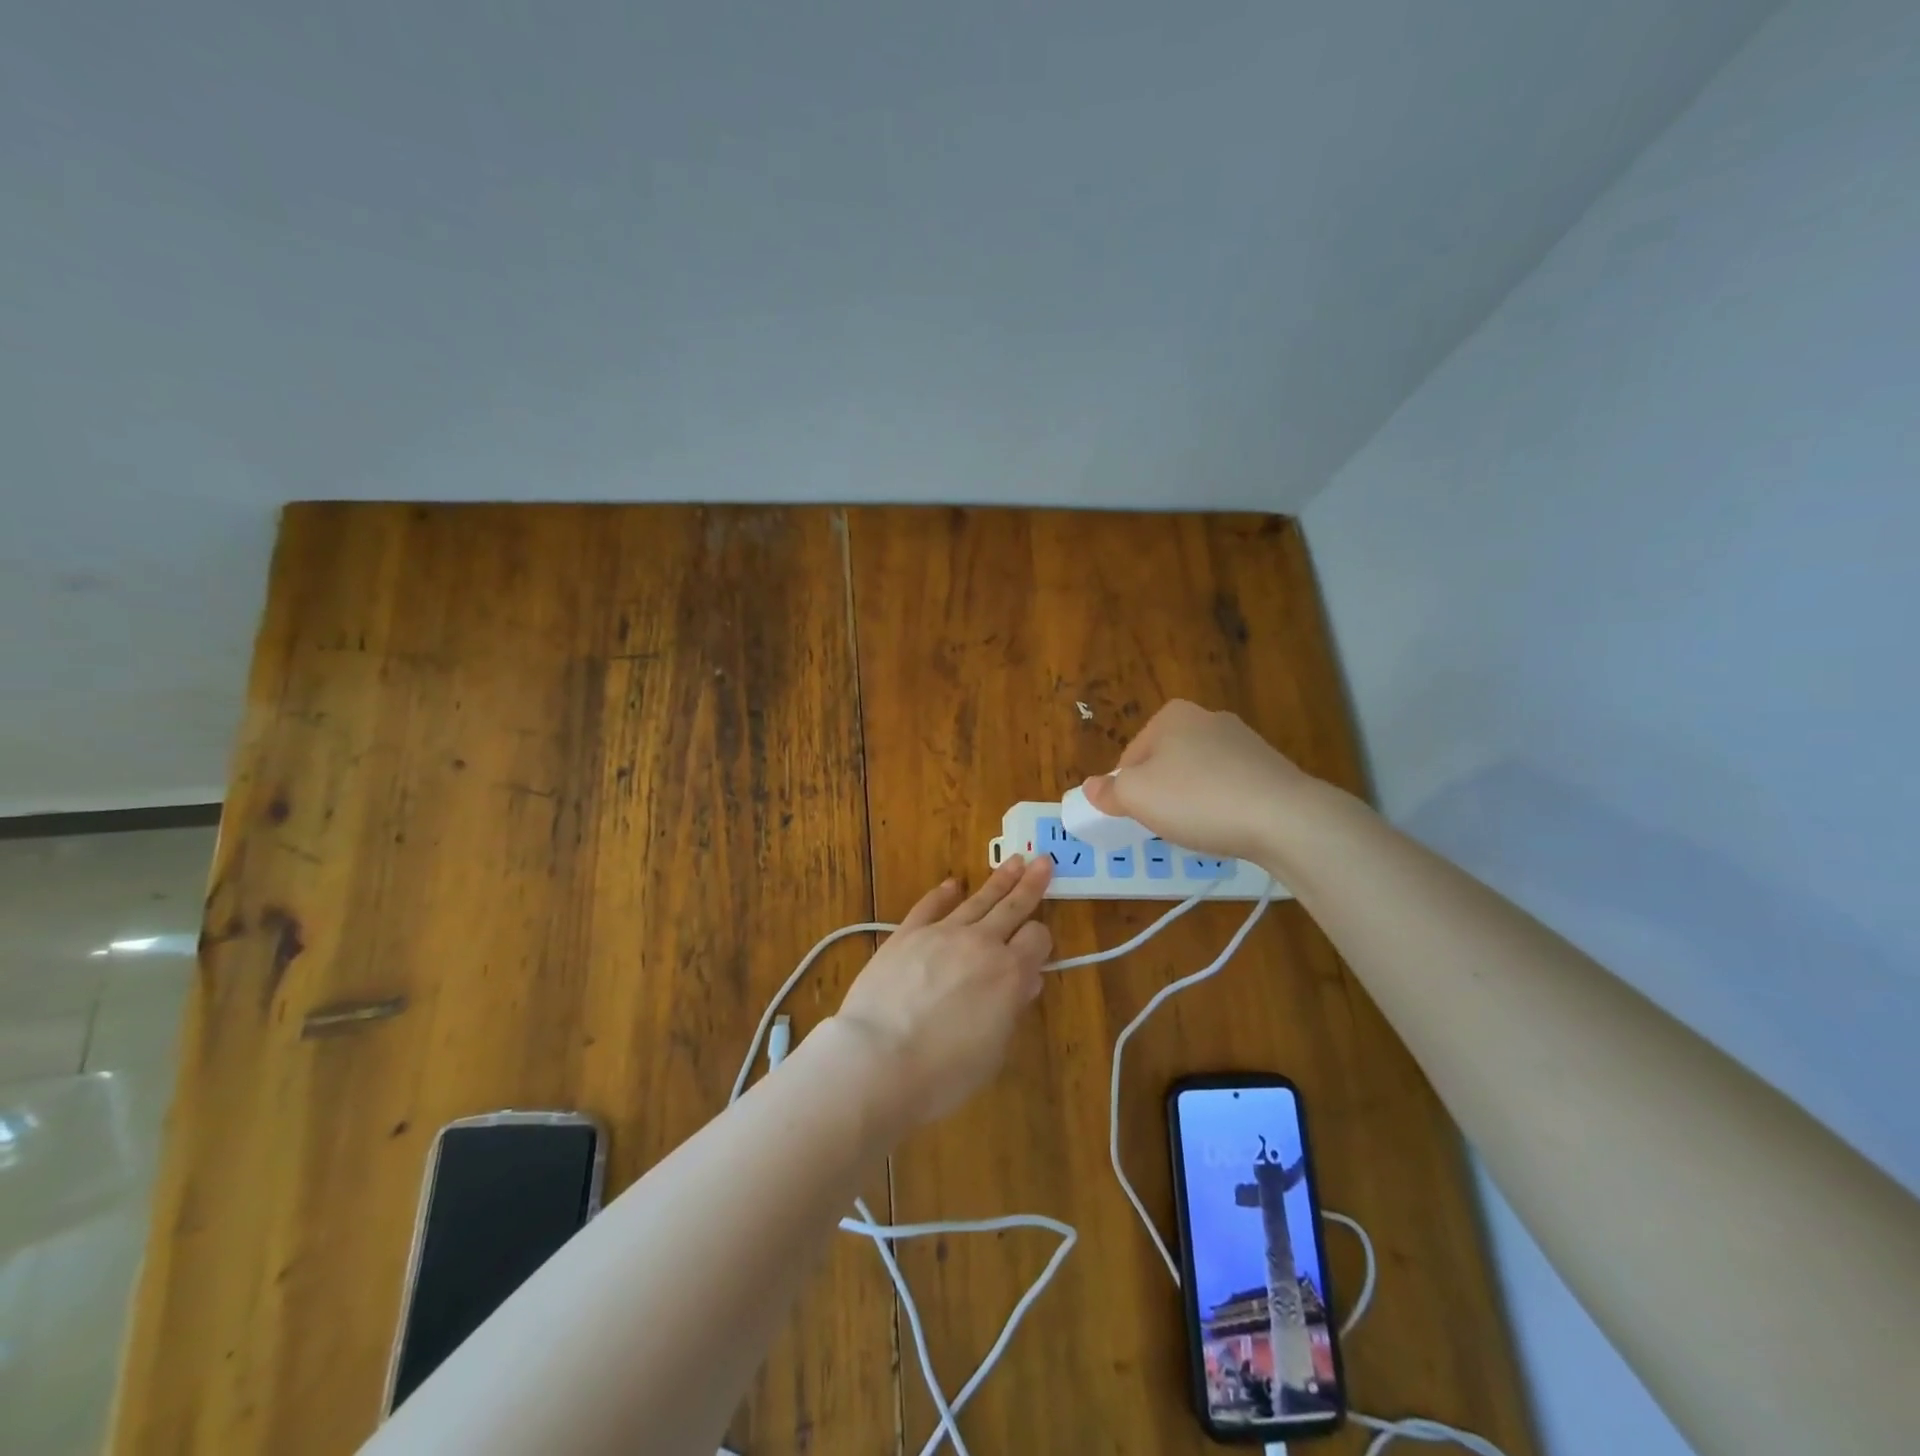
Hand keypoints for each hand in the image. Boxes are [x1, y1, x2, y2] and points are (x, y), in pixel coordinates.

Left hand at [833, 854, 1053, 1125]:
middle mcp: (981, 943)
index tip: (1039, 945)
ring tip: (1014, 861)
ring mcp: (941, 933)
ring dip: (998, 880)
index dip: (1041, 940)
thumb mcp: (993, 1050)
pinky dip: (943, 893)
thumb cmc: (944, 1071)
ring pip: (977, 899)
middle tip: (1043, 861)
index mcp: (1010, 972)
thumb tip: (1026, 981)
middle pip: (1012, 906)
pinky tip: (953, 884)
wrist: (878, 1060)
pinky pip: (930, 906)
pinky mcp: (907, 934)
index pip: (1037, 939)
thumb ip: (1011, 1009)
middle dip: (1031, 884)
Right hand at [1080, 700, 1312, 863]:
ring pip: (1199, 776)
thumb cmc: (1197, 799)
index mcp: (1172, 715)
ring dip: (1192, 801)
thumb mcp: (1136, 797)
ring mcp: (1245, 742)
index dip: (1127, 790)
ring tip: (1199, 829)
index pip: (1131, 756)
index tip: (1137, 816)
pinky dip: (1223, 807)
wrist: (1284, 818)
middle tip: (1165, 824)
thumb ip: (1108, 791)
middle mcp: (1209, 718)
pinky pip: (1230, 789)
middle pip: (1165, 763)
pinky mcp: (1271, 768)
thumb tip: (1091, 788)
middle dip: (1161, 793)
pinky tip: (1228, 827)